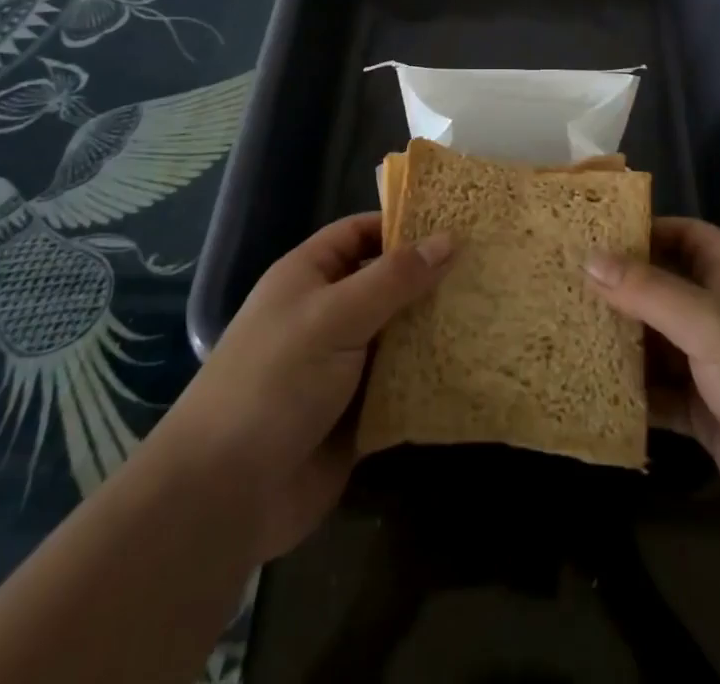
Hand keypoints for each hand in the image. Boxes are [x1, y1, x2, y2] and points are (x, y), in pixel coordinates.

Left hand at [159, 213, 453, 563]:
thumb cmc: (276, 381)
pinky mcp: (358, 412)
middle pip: (386, 283)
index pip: (360, 233)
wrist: (226, 494)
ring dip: (436, 329)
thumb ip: (394, 278)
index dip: (403, 225)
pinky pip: (402, 383)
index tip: (457, 225)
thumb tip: (449, 238)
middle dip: (430, 279)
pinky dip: (431, 376)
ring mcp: (342, 365)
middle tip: (488, 269)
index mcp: (309, 277)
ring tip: (493, 311)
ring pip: (399, 335)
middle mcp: (327, 314)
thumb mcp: (336, 315)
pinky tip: (474, 365)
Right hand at [586, 218, 719, 561]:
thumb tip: (589, 258)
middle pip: (663, 287)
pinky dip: (631, 389)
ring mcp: (714, 365)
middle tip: (562, 283)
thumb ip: (649, 291)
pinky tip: (589, 385)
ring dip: (620, 339)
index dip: (643, 230)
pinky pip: (658, 391)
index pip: (683, 235)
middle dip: (620, 287)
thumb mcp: (711, 326)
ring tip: (564, 329)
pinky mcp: (706, 412)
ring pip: (657, 340)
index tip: (590, 234)